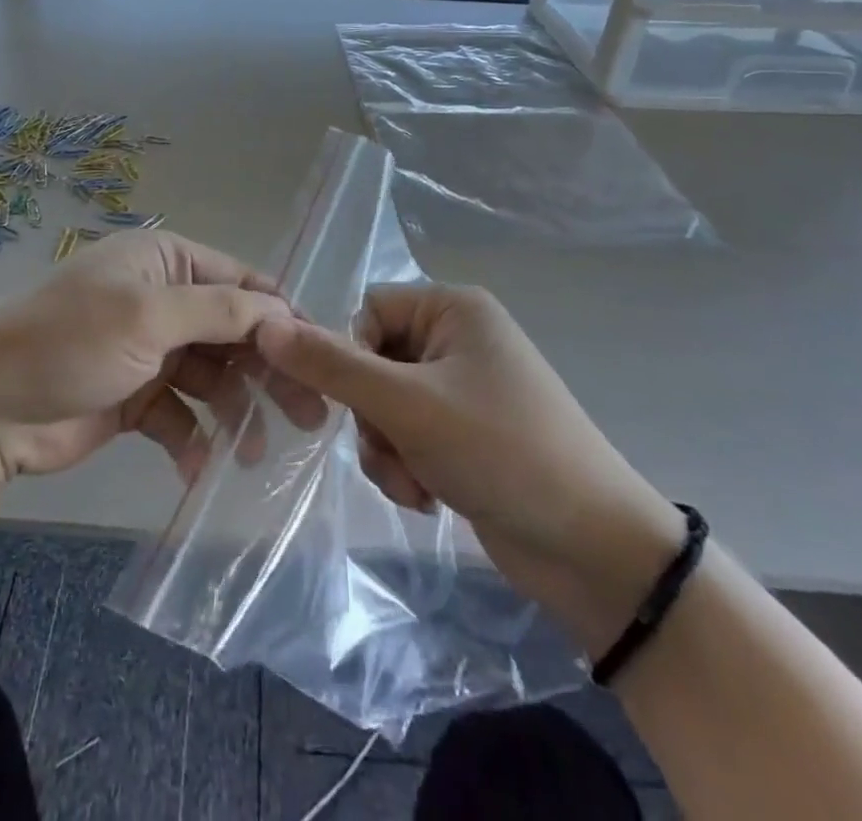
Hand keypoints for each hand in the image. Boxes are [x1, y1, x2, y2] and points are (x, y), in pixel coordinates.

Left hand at [0, 230, 319, 482]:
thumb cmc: (68, 342)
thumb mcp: (147, 316)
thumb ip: (220, 311)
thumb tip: (284, 309)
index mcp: (164, 261)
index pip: (240, 282)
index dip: (281, 318)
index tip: (321, 358)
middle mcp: (160, 299)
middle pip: (232, 332)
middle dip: (267, 372)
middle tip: (309, 417)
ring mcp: (147, 349)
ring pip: (211, 377)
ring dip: (233, 412)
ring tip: (251, 453)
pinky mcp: (134, 396)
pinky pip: (179, 414)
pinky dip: (191, 438)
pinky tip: (196, 467)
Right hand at [255, 284, 683, 656]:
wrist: (596, 552)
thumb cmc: (502, 451)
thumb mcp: (407, 405)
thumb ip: (332, 366)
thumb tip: (265, 327)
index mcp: (452, 308)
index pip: (366, 311)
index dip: (351, 356)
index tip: (359, 402)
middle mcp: (456, 338)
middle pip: (371, 362)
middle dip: (372, 417)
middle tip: (394, 451)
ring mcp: (462, 389)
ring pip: (383, 405)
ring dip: (385, 449)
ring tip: (414, 484)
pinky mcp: (464, 434)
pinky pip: (406, 436)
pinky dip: (405, 466)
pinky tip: (427, 498)